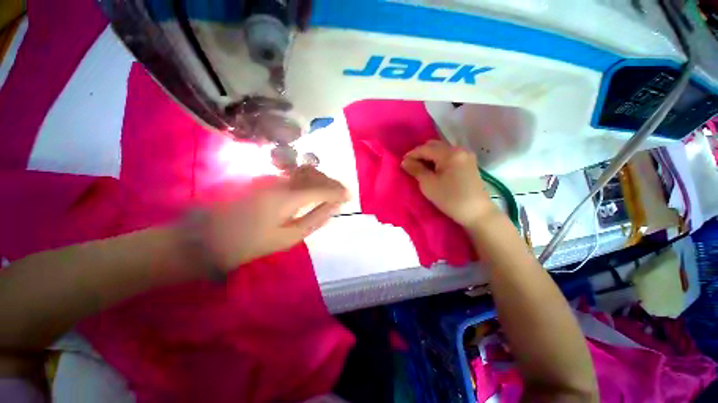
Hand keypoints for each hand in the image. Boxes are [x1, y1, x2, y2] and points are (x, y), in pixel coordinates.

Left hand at [204, 166, 348, 270]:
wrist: (207, 237)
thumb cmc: (249, 243)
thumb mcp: (288, 238)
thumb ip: (314, 219)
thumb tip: (334, 208)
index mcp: (287, 198)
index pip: (321, 188)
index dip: (338, 191)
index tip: (350, 196)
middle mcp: (280, 181)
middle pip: (314, 175)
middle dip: (332, 182)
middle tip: (342, 194)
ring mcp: (270, 177)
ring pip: (304, 172)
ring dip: (321, 179)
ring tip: (330, 192)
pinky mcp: (264, 179)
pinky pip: (293, 175)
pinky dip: (308, 180)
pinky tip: (312, 189)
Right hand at [401, 140, 495, 227]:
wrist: (476, 212)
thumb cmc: (450, 199)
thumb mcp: (429, 184)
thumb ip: (416, 170)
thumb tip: (405, 161)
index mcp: (450, 154)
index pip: (426, 148)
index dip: (412, 154)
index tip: (402, 162)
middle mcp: (459, 150)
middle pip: (435, 146)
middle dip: (421, 153)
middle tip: (411, 165)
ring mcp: (466, 155)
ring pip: (442, 150)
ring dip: (429, 156)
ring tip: (421, 168)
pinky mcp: (469, 163)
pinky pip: (449, 156)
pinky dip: (439, 160)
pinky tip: (434, 169)